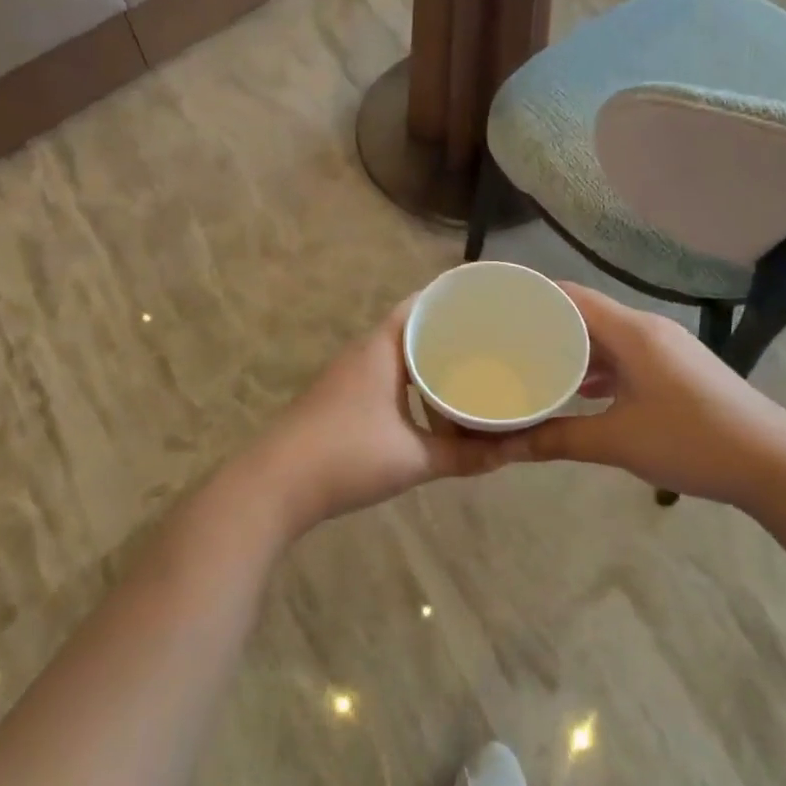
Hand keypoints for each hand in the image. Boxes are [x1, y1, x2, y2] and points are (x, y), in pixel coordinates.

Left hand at [243, 299, 516, 534]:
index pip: (423, 303)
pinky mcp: (342, 398)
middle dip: (451, 334)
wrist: (275, 485)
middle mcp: (365, 352)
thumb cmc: (347, 457)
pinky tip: (432, 411)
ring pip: (400, 357)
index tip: (492, 304)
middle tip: (494, 343)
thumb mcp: (413, 457)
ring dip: (430, 365)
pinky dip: (413, 386)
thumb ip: (464, 455)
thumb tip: (510, 453)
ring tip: (471, 376)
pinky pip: (388, 378)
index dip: (456, 300)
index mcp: (383, 347)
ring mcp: (349, 375)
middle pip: (414, 329)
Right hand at [499, 283, 785, 505]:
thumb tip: (506, 447)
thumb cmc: (692, 441)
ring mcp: (667, 349)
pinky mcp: (677, 370)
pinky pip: (626, 357)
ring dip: (573, 350)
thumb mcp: (618, 441)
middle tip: (505, 341)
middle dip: (546, 326)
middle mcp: (648, 330)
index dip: (533, 296)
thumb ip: (559, 438)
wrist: (775, 464)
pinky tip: (579, 392)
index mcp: (633, 332)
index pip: (572, 296)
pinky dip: (599, 368)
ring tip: (532, 365)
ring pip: (607, 338)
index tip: (497, 307)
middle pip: (587, 314)